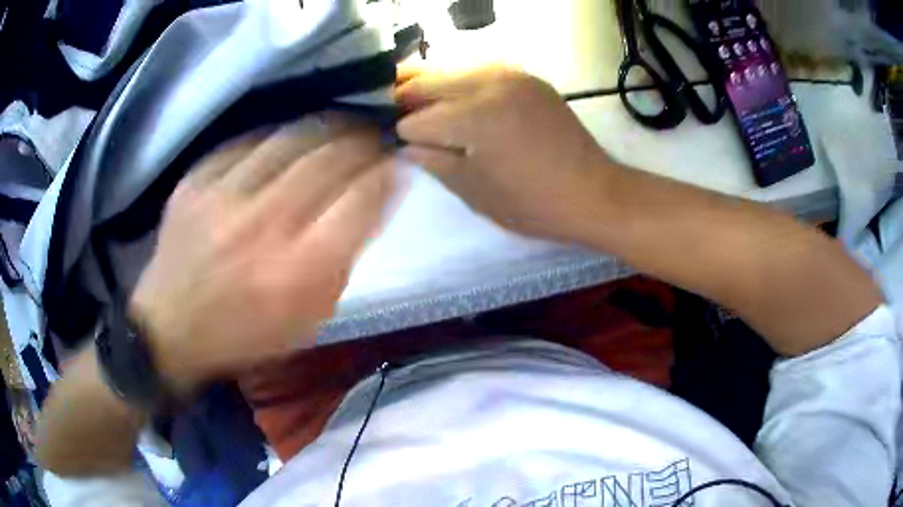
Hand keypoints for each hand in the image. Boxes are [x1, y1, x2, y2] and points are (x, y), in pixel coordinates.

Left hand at [130, 116, 394, 392]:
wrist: (169, 329)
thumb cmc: (244, 335)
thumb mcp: (306, 320)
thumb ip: (341, 262)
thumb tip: (369, 203)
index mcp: (299, 272)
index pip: (361, 200)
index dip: (387, 174)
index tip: (397, 164)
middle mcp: (264, 226)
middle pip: (331, 160)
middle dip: (364, 143)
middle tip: (375, 137)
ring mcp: (224, 197)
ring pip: (292, 138)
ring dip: (328, 128)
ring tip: (343, 126)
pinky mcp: (196, 181)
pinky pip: (249, 141)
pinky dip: (279, 135)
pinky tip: (290, 139)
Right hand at [396, 66, 616, 241]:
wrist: (594, 193)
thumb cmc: (533, 204)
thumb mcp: (474, 191)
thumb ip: (432, 160)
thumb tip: (405, 142)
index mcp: (473, 116)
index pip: (415, 119)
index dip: (400, 133)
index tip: (393, 142)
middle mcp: (488, 83)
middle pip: (426, 81)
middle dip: (405, 98)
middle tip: (394, 115)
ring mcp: (511, 74)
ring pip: (452, 69)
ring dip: (431, 86)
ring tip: (420, 106)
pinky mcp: (527, 77)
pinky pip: (480, 71)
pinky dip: (461, 84)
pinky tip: (458, 100)